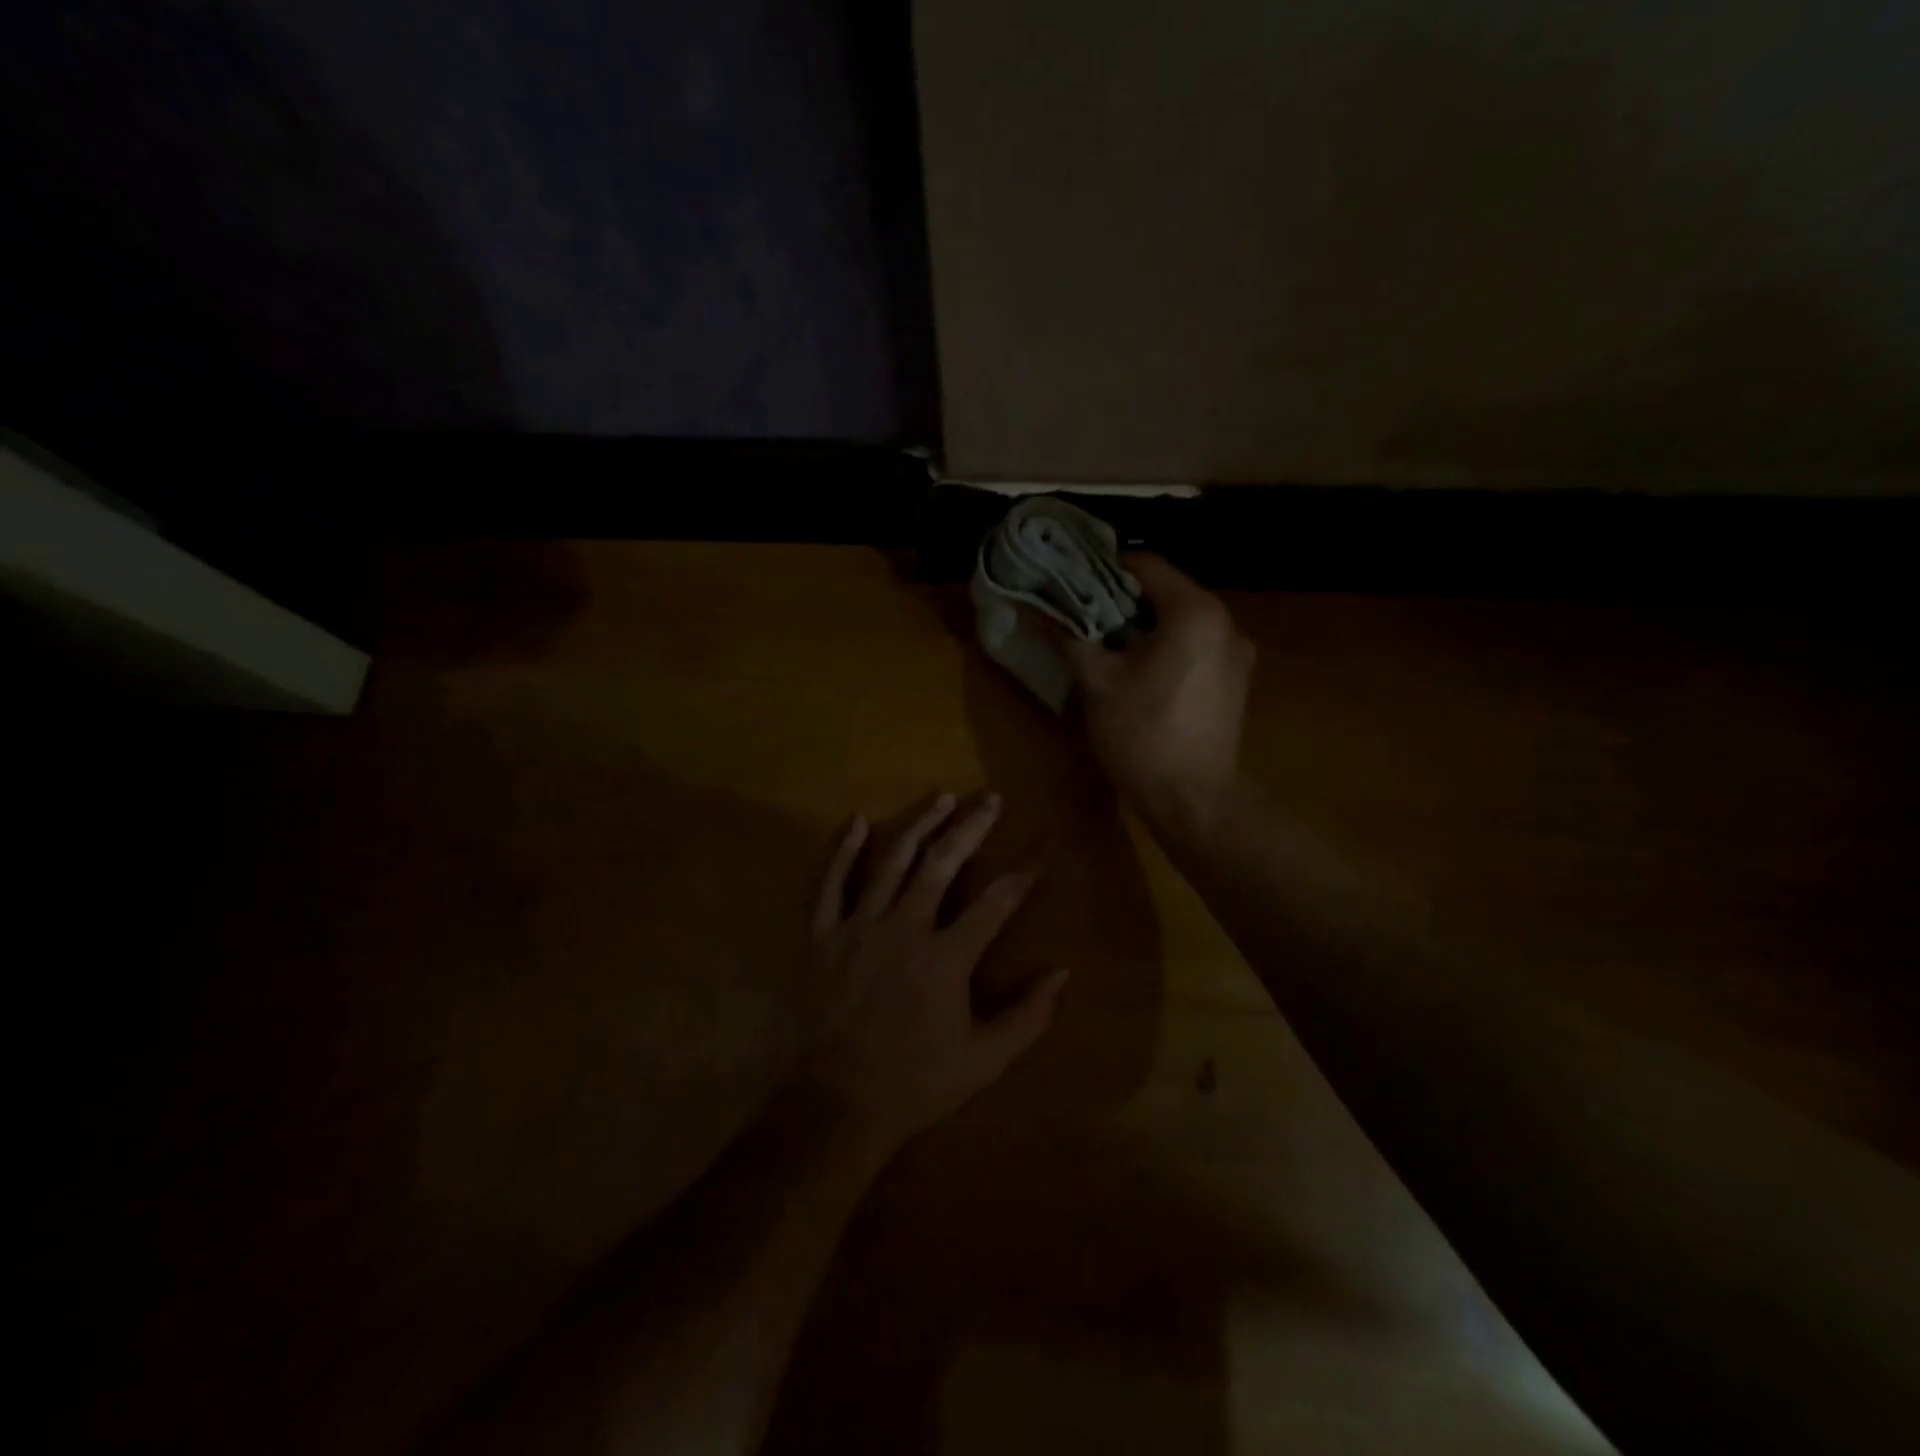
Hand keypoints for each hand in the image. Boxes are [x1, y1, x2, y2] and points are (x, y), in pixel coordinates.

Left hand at [803, 792, 1068, 1154]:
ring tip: (941, 798)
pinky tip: (856, 821)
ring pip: (891, 860)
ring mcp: (859, 926)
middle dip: (971, 827)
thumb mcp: (985, 1060)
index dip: (1027, 866)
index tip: (1046, 839)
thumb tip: (1062, 972)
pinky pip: (831, 883)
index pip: (999, 898)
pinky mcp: (824, 935)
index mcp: (947, 956)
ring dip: (918, 825)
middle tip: (991, 799)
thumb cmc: (917, 1081)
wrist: (838, 1102)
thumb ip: (1028, 1016)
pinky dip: (843, 850)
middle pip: (943, 863)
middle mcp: (905, 927)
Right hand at [1054, 554, 1254, 827]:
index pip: (1147, 565)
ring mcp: (1237, 652)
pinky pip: (1197, 645)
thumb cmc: (1142, 734)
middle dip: (1123, 599)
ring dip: (1145, 624)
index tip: (1073, 581)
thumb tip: (1029, 610)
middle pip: (1167, 591)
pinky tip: (1140, 670)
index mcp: (1195, 612)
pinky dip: (1168, 645)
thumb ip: (1067, 637)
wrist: (1193, 799)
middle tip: (1083, 614)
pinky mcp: (1236, 679)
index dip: (1105, 568)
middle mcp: (1226, 622)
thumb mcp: (1097, 682)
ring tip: (1107, 643)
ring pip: (1183, 620)